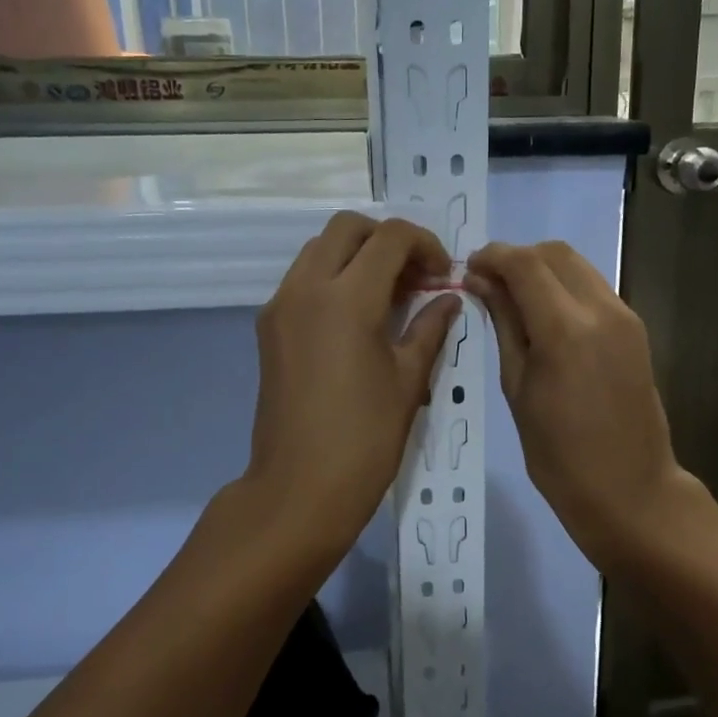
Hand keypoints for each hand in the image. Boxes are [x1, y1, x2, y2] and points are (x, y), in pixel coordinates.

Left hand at [243, 212, 461, 566]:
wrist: (299, 489)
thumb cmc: (365, 439)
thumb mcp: (408, 380)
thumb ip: (430, 328)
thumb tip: (449, 298)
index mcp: (347, 298)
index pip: (390, 237)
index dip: (425, 244)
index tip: (444, 275)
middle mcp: (306, 288)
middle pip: (347, 228)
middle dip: (388, 240)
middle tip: (416, 277)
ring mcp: (280, 306)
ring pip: (320, 249)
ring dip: (358, 256)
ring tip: (391, 296)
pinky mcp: (268, 327)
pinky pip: (303, 279)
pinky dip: (334, 278)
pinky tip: (359, 317)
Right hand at [466, 241, 700, 569]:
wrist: (630, 490)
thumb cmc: (560, 455)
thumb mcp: (517, 389)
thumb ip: (504, 326)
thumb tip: (482, 282)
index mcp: (565, 329)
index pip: (524, 264)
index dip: (492, 257)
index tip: (468, 268)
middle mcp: (601, 310)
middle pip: (555, 253)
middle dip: (517, 257)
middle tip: (488, 284)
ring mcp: (625, 317)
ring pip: (578, 266)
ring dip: (542, 269)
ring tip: (513, 299)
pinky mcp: (635, 329)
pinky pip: (594, 288)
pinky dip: (565, 287)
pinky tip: (545, 316)